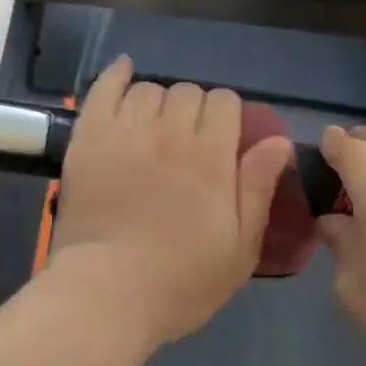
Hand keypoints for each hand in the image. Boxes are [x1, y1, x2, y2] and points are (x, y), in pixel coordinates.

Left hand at [52, 57, 293, 346]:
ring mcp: (124, 132)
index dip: (228, 116)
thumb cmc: (179, 281)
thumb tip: (278, 141)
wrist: (105, 294)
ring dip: (159, 101)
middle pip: (188, 92)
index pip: (225, 102)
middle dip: (195, 109)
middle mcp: (168, 133)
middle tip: (188, 142)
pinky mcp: (88, 139)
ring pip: (149, 90)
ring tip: (155, 127)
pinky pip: (103, 90)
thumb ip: (258, 189)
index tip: (223, 140)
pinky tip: (125, 71)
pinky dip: (116, 76)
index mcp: (210, 157)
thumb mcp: (239, 249)